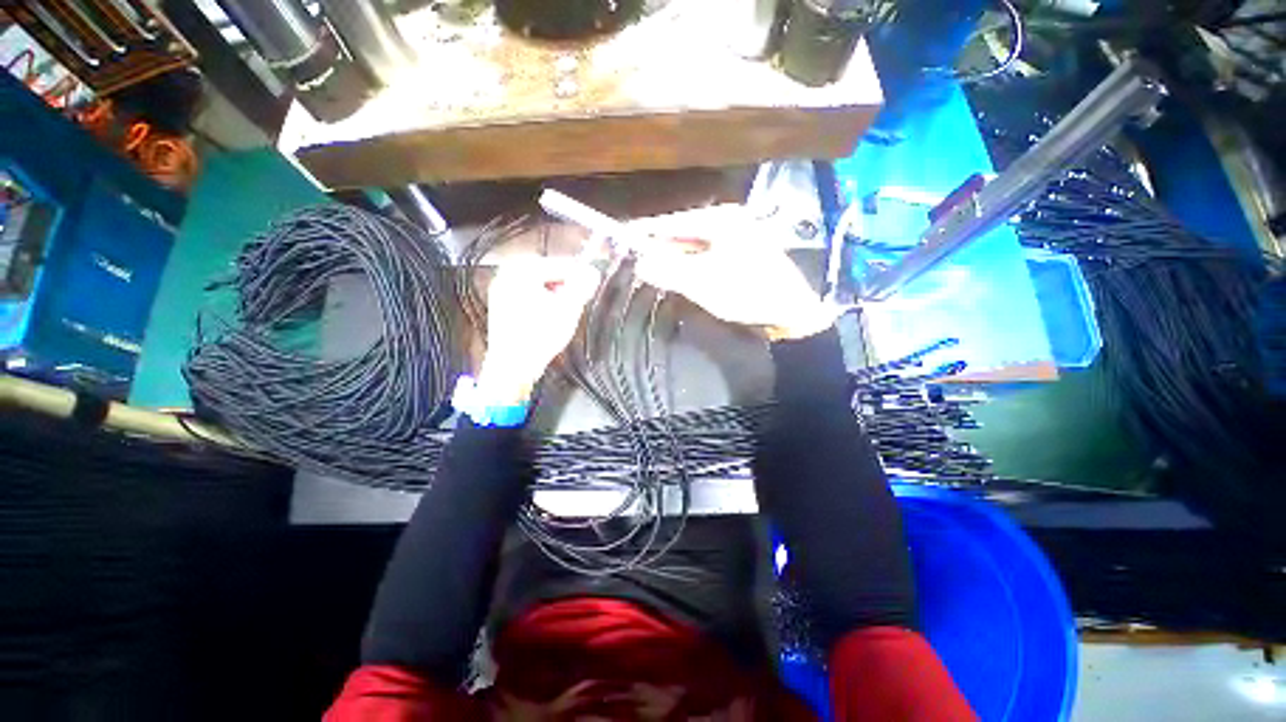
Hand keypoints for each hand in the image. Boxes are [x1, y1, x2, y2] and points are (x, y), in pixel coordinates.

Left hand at [477, 258, 600, 403]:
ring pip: (539, 284)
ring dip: (555, 294)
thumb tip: (593, 272)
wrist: (513, 366)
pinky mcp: (500, 305)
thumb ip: (582, 286)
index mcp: (522, 270)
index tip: (594, 283)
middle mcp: (507, 274)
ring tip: (564, 311)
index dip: (581, 274)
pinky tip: (549, 317)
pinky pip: (528, 295)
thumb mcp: (568, 309)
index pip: (561, 264)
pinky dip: (542, 301)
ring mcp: (501, 289)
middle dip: (566, 286)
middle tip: (578, 301)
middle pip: (549, 273)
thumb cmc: (540, 336)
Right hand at [632, 205, 837, 339]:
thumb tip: (640, 262)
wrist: (791, 311)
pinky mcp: (739, 252)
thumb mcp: (703, 283)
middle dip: (659, 245)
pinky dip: (689, 263)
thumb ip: (669, 270)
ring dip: (673, 256)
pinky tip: (677, 272)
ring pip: (693, 244)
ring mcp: (735, 236)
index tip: (622, 236)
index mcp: (721, 220)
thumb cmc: (747, 293)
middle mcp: (728, 221)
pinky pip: (705, 254)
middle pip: (682, 231)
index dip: (647, 230)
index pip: (673, 221)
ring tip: (649, 265)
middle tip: (634, 257)